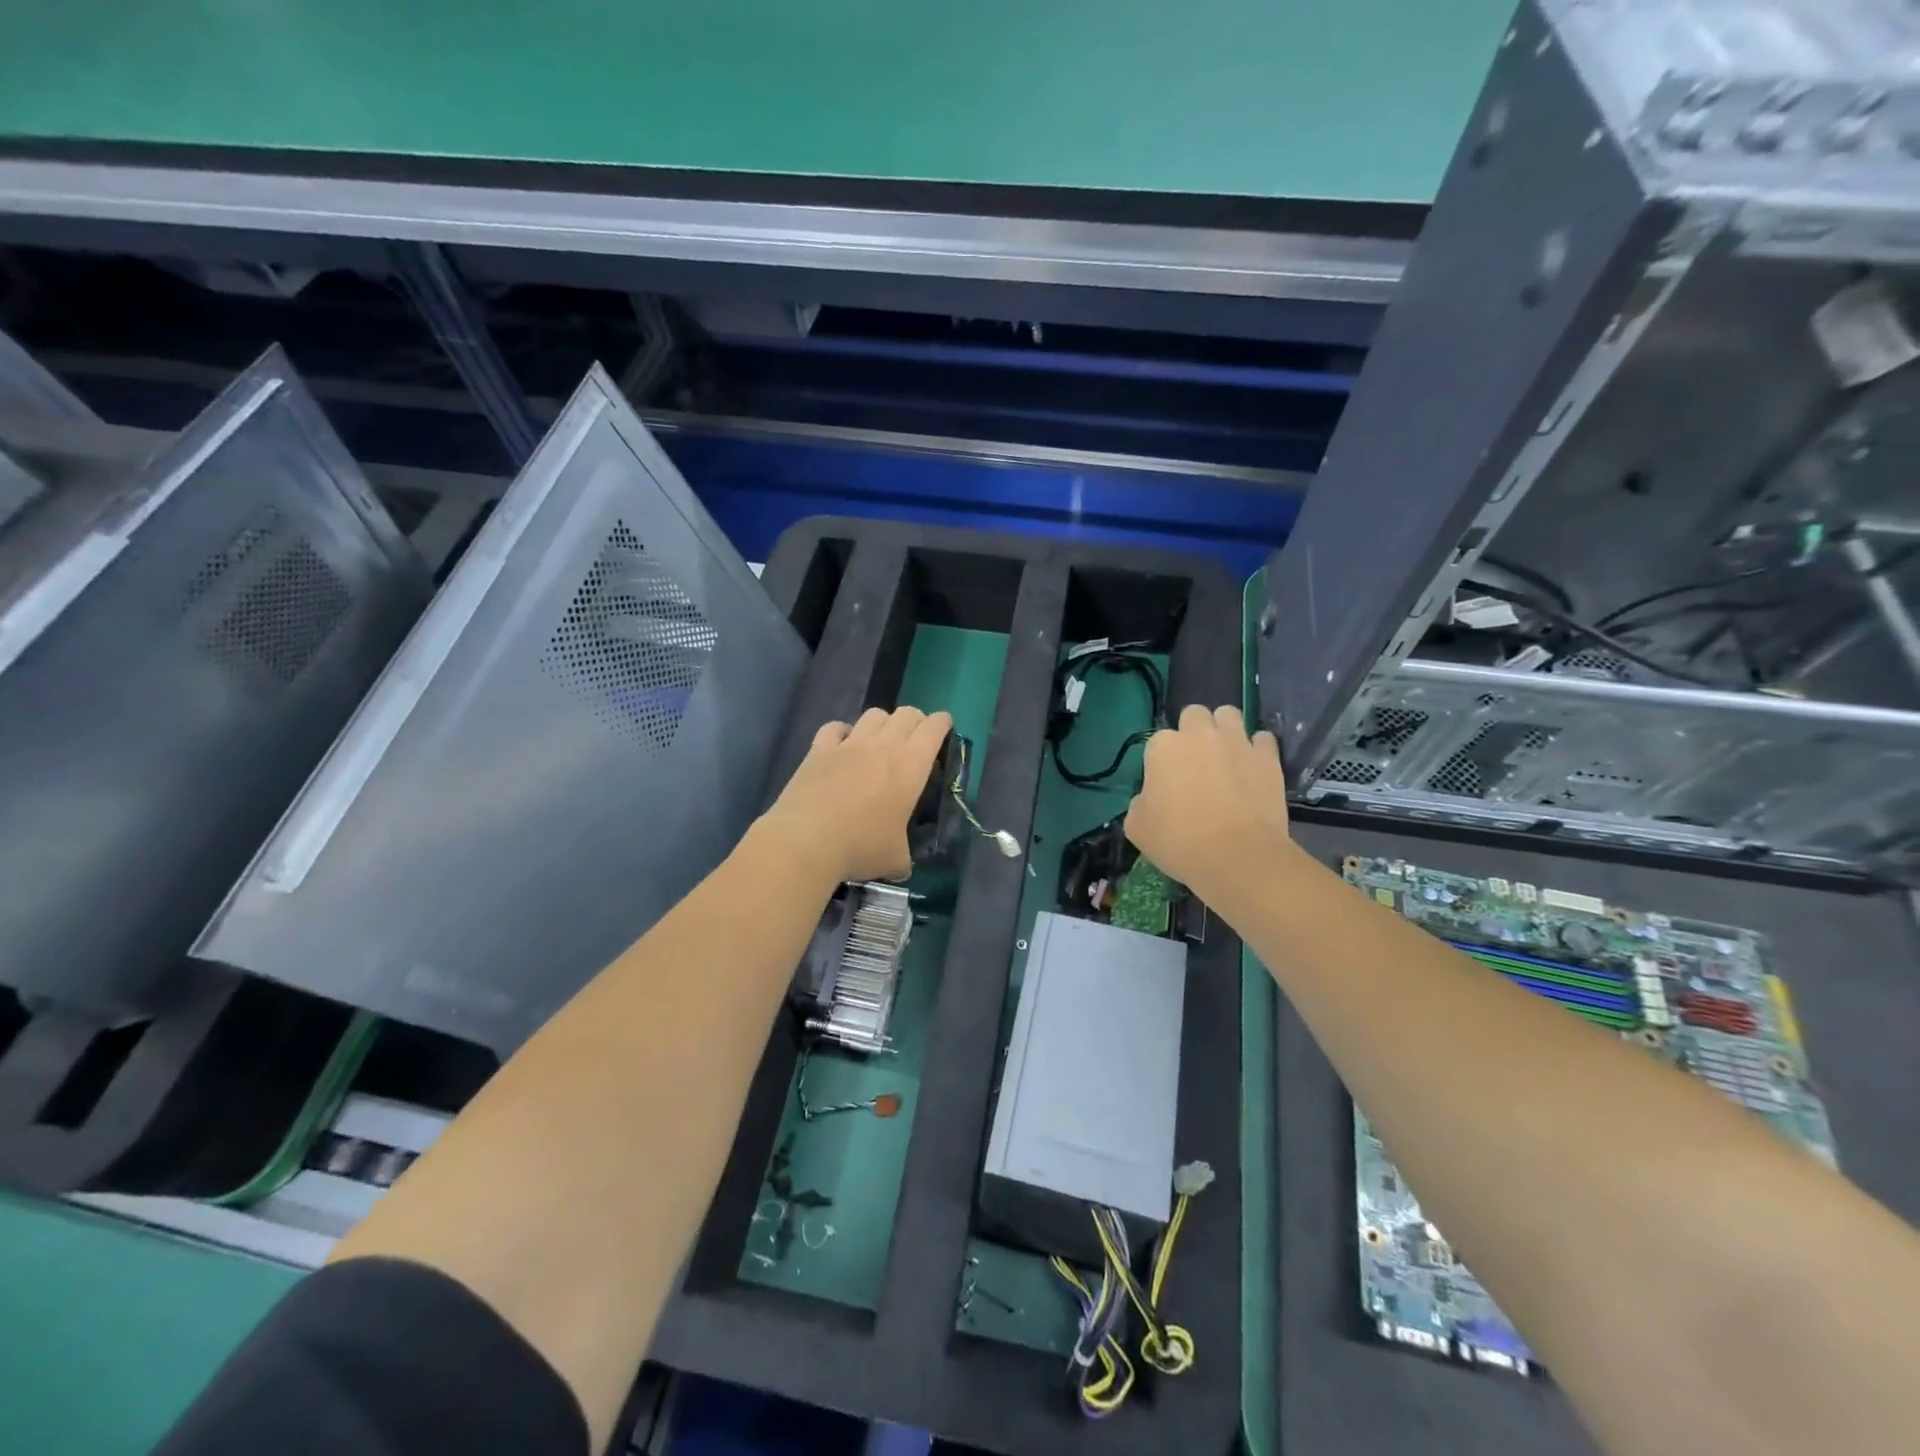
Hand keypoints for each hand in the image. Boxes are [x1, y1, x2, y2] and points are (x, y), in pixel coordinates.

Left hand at [758, 706, 953, 884]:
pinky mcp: (818, 750)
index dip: (943, 724)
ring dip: (883, 723)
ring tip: (880, 741)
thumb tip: (900, 866)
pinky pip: (835, 727)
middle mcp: (883, 745)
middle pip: (907, 713)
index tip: (944, 730)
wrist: (806, 841)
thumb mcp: (895, 859)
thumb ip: (903, 857)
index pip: (935, 728)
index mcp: (911, 765)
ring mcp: (849, 744)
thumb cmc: (861, 847)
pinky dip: (843, 732)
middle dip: (916, 721)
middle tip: (915, 740)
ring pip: (873, 714)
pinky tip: (842, 745)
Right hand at [1125, 704, 1291, 892]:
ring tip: (1225, 755)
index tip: (1165, 784)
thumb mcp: (1137, 827)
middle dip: (1193, 731)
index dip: (1161, 761)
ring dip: (1224, 729)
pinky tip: (1252, 768)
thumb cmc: (1179, 842)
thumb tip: (1152, 798)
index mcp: (1163, 747)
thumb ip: (1140, 802)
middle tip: (1195, 762)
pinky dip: (1256, 749)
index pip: (1157, 741)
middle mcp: (1199, 734)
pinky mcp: (1267, 756)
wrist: (1237, 856)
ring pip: (1228, 715)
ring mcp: (1236, 741)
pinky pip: (1262, 739)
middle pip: (1194, 715)